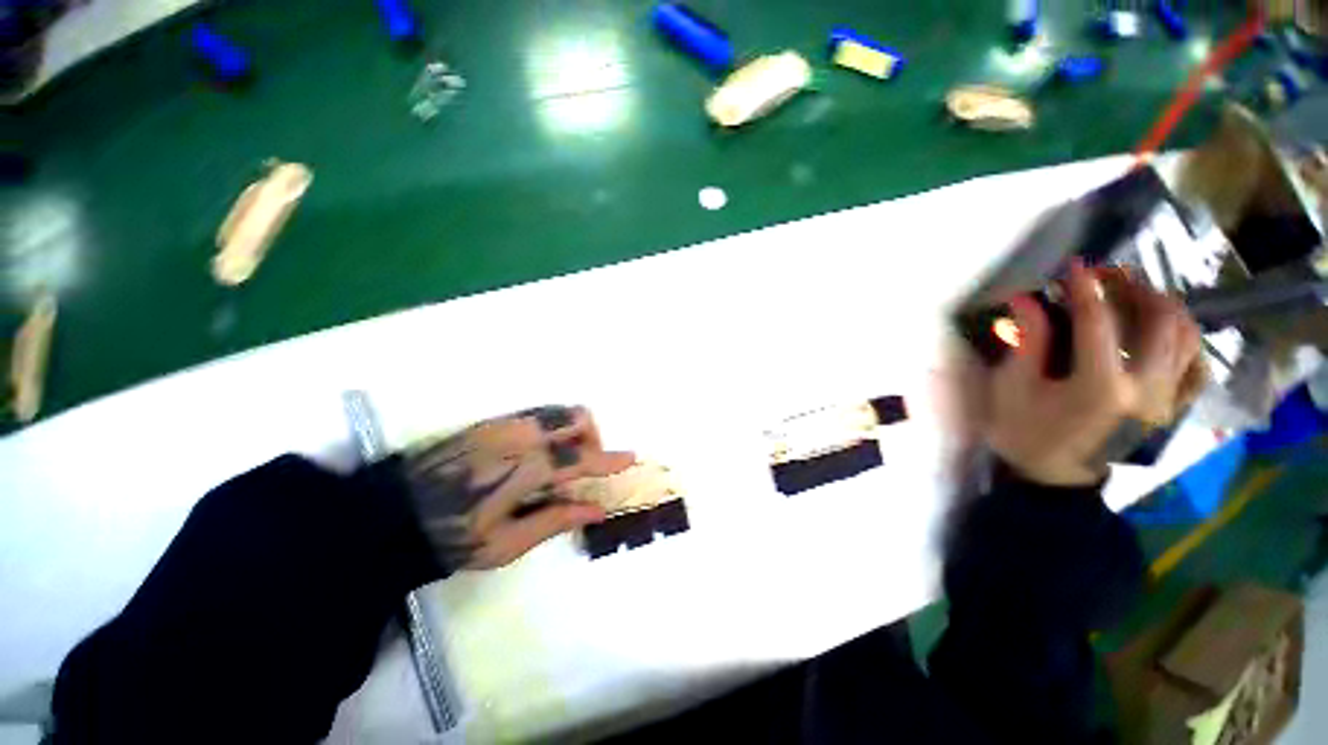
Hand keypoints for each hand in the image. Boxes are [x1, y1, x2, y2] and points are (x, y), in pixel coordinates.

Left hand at [403, 405, 634, 569]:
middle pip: (576, 417)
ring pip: (558, 411)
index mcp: (526, 468)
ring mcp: (504, 424)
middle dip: (592, 437)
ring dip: (573, 430)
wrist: (389, 515)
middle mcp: (520, 436)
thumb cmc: (450, 537)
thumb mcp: (505, 544)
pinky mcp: (491, 421)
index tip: (631, 458)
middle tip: (584, 467)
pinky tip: (538, 453)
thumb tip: (598, 509)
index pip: (581, 458)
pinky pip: (537, 414)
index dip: (610, 459)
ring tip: (562, 460)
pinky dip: (552, 427)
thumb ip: (556, 521)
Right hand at [984, 261, 1201, 486]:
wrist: (1053, 476)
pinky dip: (1189, 340)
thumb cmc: (1023, 431)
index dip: (1085, 288)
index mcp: (1100, 387)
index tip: (1074, 265)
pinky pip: (1197, 367)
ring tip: (1139, 292)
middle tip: (1109, 275)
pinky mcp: (1172, 408)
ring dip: (1165, 306)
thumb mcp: (1012, 388)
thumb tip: (1027, 299)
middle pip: (1159, 322)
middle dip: (1135, 288)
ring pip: (1186, 338)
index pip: (1099, 322)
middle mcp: (1146, 390)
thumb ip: (1027, 342)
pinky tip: (1170, 328)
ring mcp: (1167, 400)